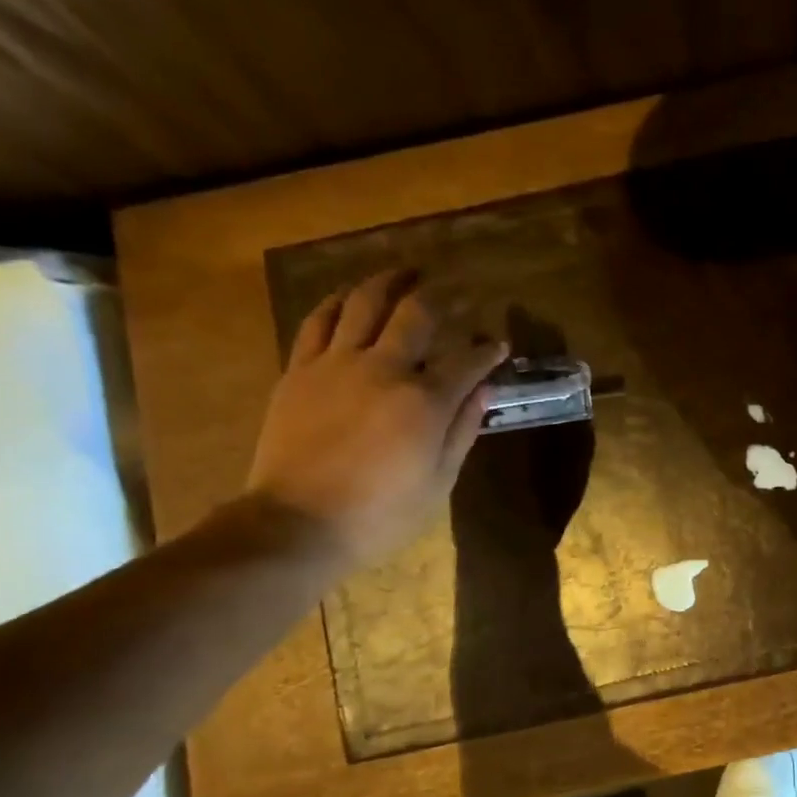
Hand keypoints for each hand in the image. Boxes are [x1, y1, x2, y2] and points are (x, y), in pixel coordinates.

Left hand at [245, 270, 505, 566]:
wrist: (298, 524)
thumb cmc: (382, 513)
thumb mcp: (439, 481)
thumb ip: (463, 429)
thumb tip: (484, 389)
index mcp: (424, 402)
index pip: (467, 360)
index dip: (488, 349)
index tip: (499, 344)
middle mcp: (382, 369)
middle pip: (416, 314)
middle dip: (442, 298)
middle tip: (456, 291)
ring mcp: (335, 365)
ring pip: (363, 303)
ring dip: (388, 282)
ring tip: (404, 272)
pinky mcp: (299, 371)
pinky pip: (318, 321)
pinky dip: (337, 302)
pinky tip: (348, 296)